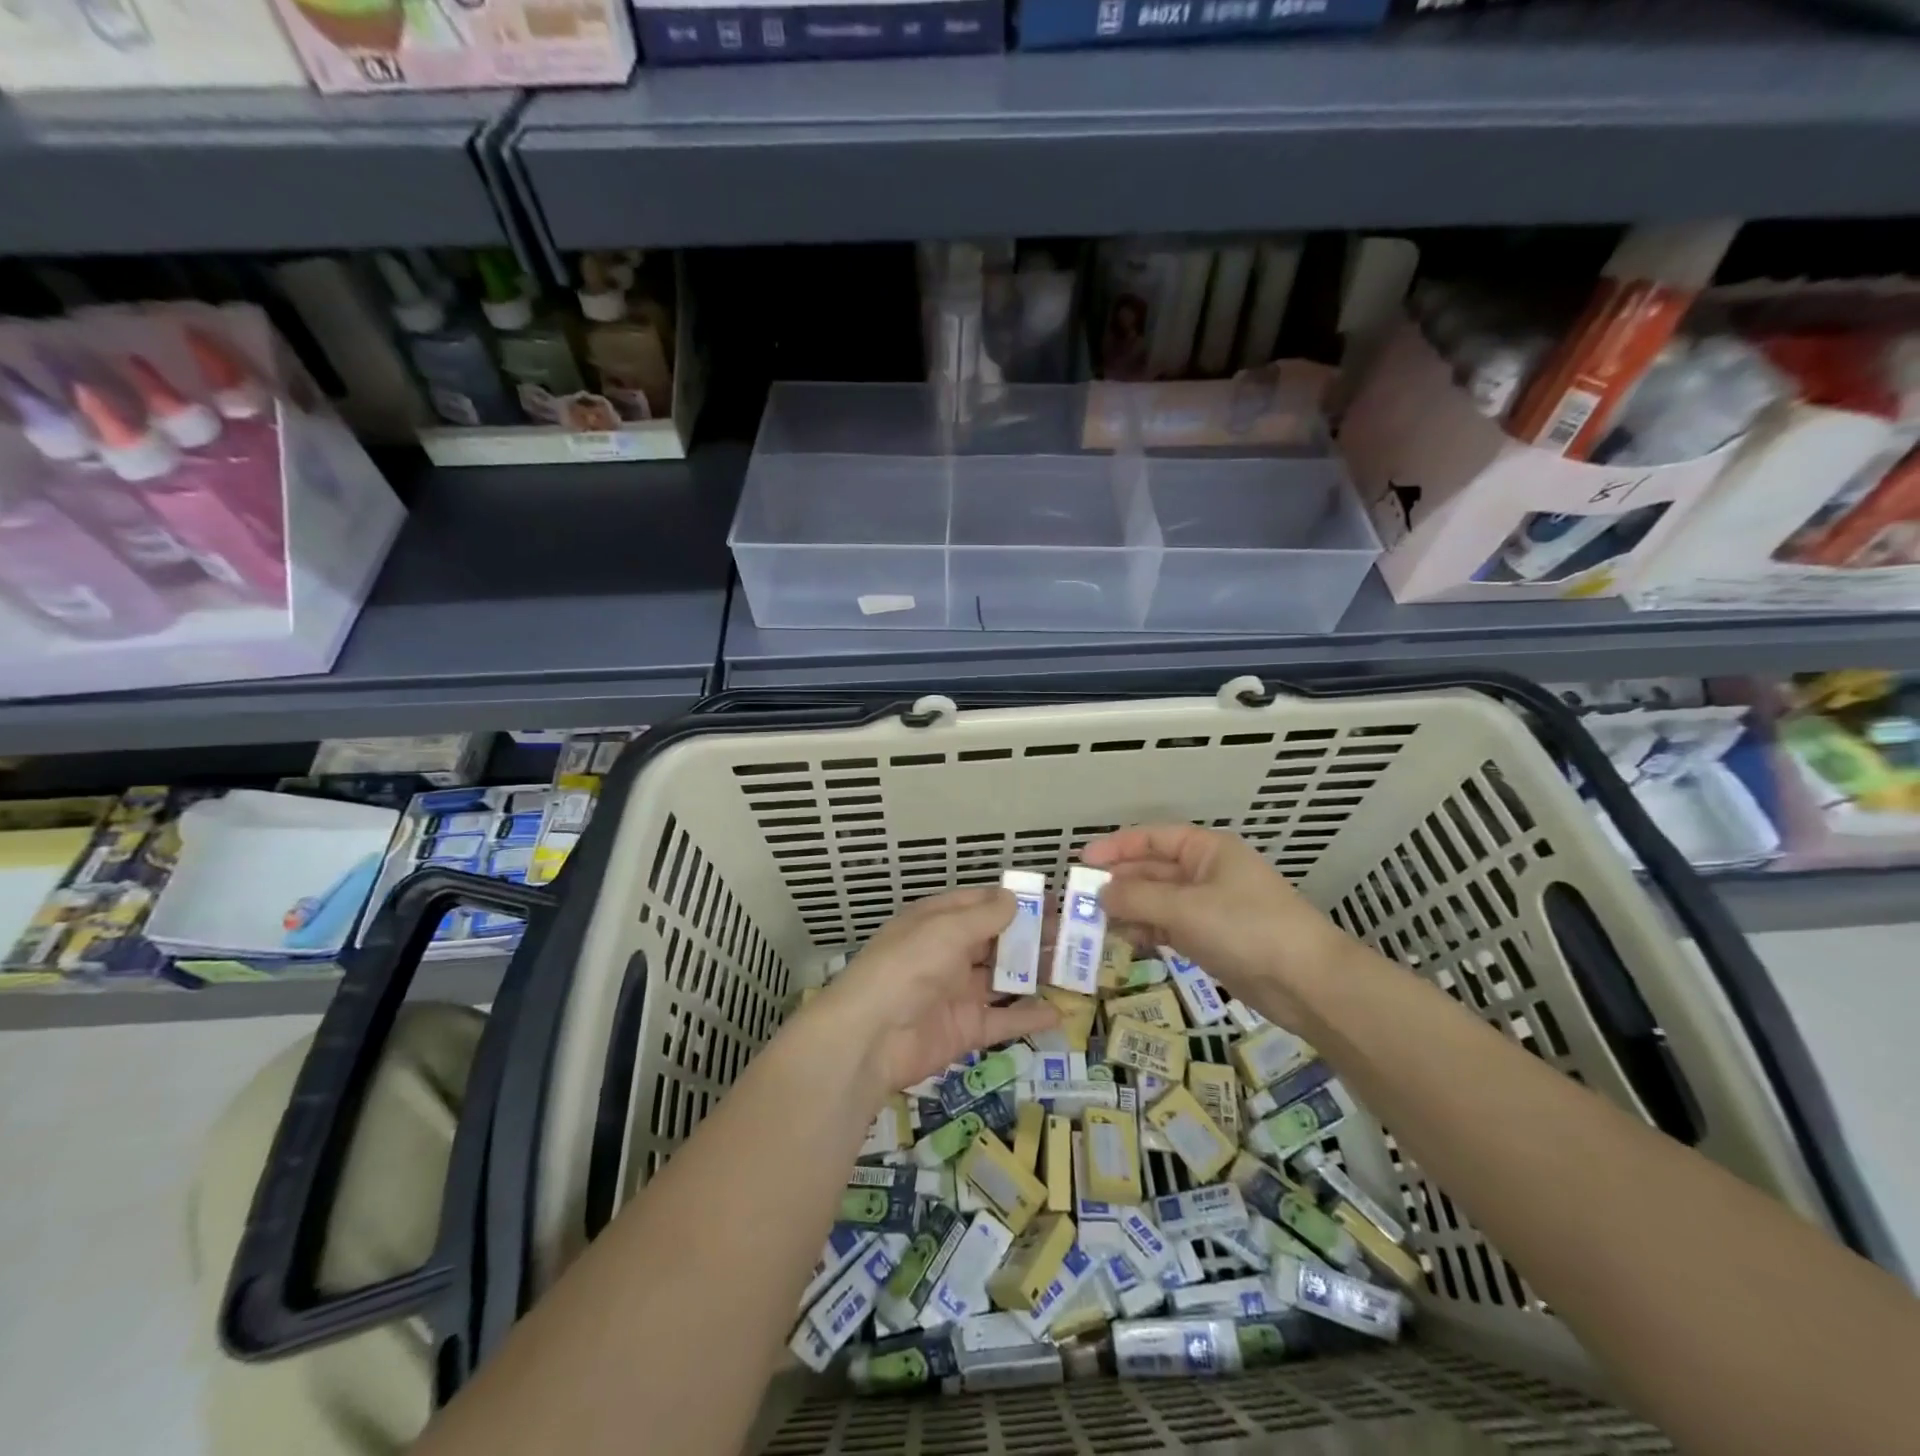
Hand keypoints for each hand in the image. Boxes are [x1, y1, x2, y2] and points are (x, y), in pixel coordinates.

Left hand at [814, 887, 1058, 1096]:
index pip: (981, 904)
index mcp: (938, 922)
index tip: (1054, 902)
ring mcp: (958, 993)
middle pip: (997, 942)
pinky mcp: (965, 1030)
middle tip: (1075, 938)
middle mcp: (949, 954)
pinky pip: (1003, 1020)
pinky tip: (1060, 1012)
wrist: (869, 1038)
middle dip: (1033, 939)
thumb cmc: (906, 968)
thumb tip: (1015, 898)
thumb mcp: (945, 931)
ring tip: (1075, 971)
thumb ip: (984, 916)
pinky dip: (1029, 1016)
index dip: (1015, 902)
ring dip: (1036, 975)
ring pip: (1004, 980)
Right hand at [1082, 824, 1355, 1025]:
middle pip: (1152, 870)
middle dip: (1118, 882)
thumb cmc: (1247, 928)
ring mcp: (1209, 907)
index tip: (1082, 861)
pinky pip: (1168, 927)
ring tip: (1092, 923)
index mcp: (1206, 850)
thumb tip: (1098, 894)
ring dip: (1128, 909)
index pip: (1152, 839)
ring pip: (1158, 901)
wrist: (1308, 983)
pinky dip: (1146, 931)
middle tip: (1079, 898)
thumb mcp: (1186, 907)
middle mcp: (1206, 873)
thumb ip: (1137, 897)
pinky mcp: (1212, 939)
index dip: (1116, 847)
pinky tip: (1122, 940)